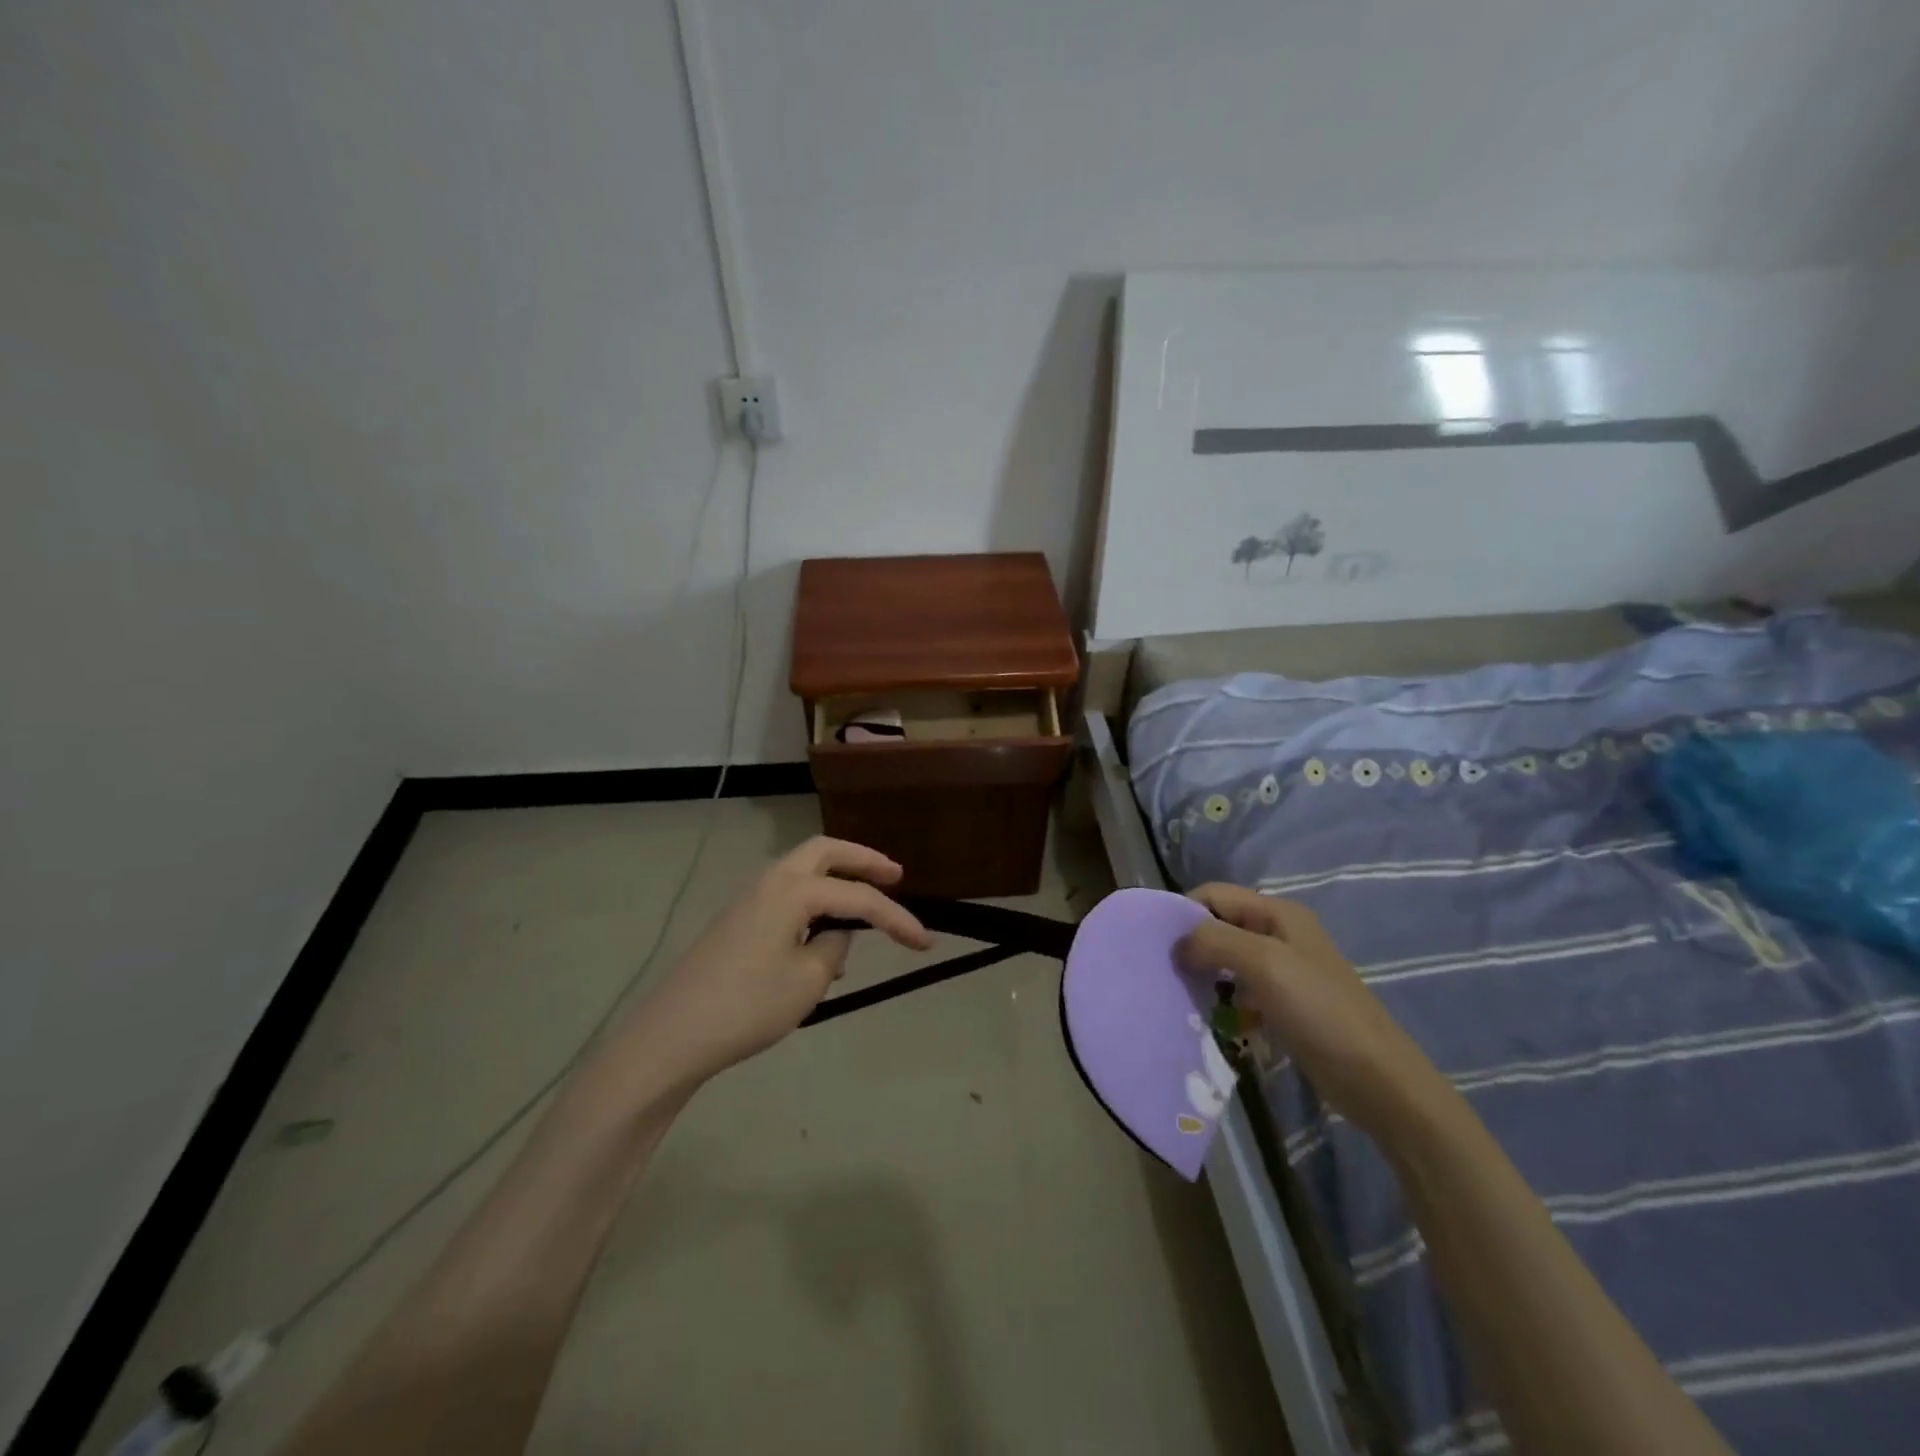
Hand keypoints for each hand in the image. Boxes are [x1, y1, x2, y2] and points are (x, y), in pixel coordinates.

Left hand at [623, 837, 932, 1088]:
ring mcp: (749, 899)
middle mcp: (770, 881)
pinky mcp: (737, 921)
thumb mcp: (807, 981)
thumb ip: (834, 948)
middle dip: (864, 860)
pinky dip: (814, 900)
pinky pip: (787, 895)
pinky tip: (823, 938)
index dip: (896, 918)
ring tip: (865, 907)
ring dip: (837, 878)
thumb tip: (835, 934)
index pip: (858, 898)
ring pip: (803, 870)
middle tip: (895, 875)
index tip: (925, 942)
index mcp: (792, 889)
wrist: (673, 1035)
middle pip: (825, 851)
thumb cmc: (748, 1006)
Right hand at [1178, 883, 1446, 1137]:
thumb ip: (1215, 942)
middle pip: (1219, 926)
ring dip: (1205, 976)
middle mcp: (1278, 934)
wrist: (1378, 1080)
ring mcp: (1282, 971)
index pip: (1213, 894)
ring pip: (1226, 961)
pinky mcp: (1283, 1004)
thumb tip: (1176, 944)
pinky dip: (1223, 1002)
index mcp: (1277, 913)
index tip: (1159, 945)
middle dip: (1192, 946)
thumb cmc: (1321, 1012)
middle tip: (1166, 973)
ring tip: (1183, 999)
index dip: (1185, 913)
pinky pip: (1239, 992)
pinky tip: (1214, 1022)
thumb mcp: (1265, 964)